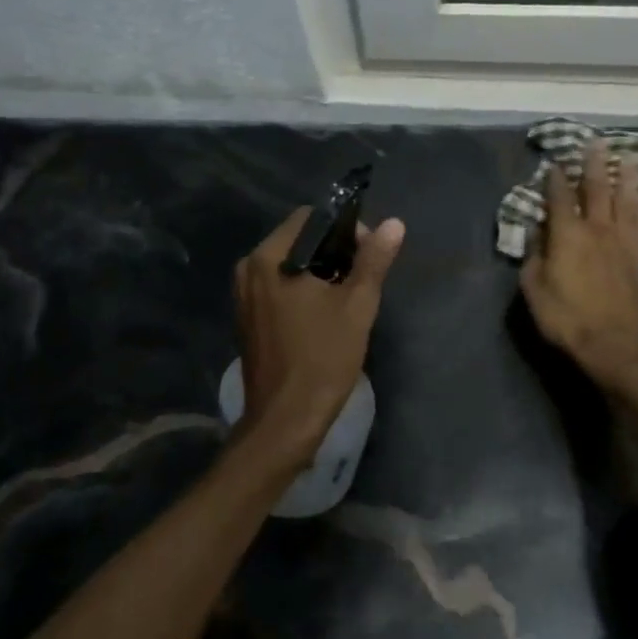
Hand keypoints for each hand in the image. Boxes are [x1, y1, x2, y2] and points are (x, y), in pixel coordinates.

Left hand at [233, 207, 404, 470]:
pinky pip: (278, 286)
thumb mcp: (357, 306)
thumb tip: (394, 224)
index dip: (344, 228)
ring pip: (289, 264)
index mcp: (270, 257)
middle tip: (362, 277)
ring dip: (319, 271)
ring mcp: (244, 294)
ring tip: (348, 296)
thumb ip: (374, 260)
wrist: (285, 420)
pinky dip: (302, 289)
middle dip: (333, 251)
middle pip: (298, 239)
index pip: (309, 218)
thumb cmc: (322, 358)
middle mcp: (249, 268)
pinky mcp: (247, 317)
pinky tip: (324, 313)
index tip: (367, 254)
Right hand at [520, 141, 637, 394]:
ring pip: (625, 201)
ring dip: (626, 178)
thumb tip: (537, 235)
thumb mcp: (535, 290)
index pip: (559, 198)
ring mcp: (622, 242)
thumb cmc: (567, 319)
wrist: (616, 345)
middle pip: (597, 189)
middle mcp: (596, 230)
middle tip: (596, 142)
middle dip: (594, 165)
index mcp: (567, 235)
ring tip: (628, 158)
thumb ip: (535, 258)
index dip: (555, 179)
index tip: (554, 163)